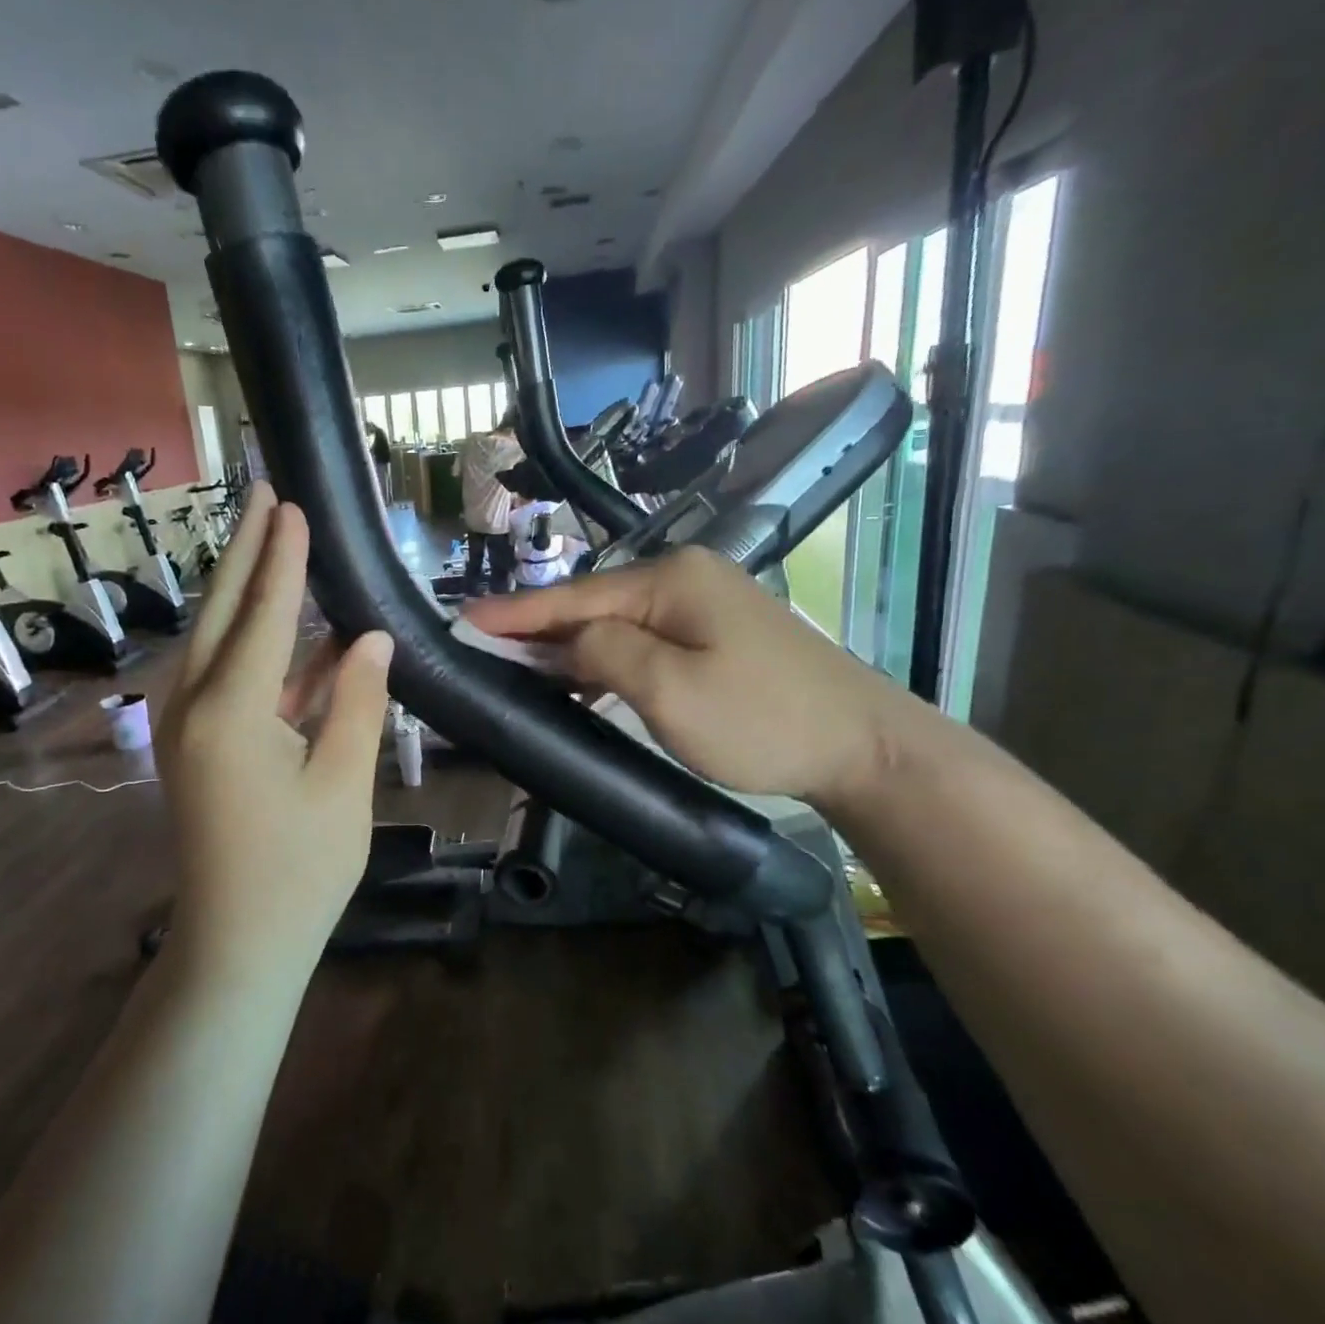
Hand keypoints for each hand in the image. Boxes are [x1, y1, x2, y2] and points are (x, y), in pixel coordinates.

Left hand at [156, 484, 394, 974]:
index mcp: (231, 712)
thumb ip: (356, 701)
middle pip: (222, 612)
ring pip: (215, 640)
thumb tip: (373, 638)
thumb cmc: (301, 870)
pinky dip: (253, 647)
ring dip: (244, 593)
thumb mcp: (344, 782)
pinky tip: (286, 632)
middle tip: (265, 497)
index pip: (263, 615)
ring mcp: (184, 727)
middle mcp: (192, 706)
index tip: (293, 506)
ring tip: (270, 545)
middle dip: (245, 552)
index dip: (282, 559)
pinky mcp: (192, 746)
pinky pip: (222, 677)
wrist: (238, 943)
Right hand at [464, 545, 914, 809]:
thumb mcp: (670, 691)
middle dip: (537, 628)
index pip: (573, 596)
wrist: (861, 746)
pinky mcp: (716, 633)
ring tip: (517, 663)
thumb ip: (605, 654)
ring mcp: (704, 602)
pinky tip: (580, 675)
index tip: (462, 619)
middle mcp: (685, 577)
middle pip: (592, 604)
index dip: (514, 612)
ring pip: (616, 623)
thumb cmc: (761, 720)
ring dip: (569, 645)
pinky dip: (605, 657)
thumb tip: (565, 640)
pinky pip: (643, 638)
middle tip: (480, 646)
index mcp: (670, 581)